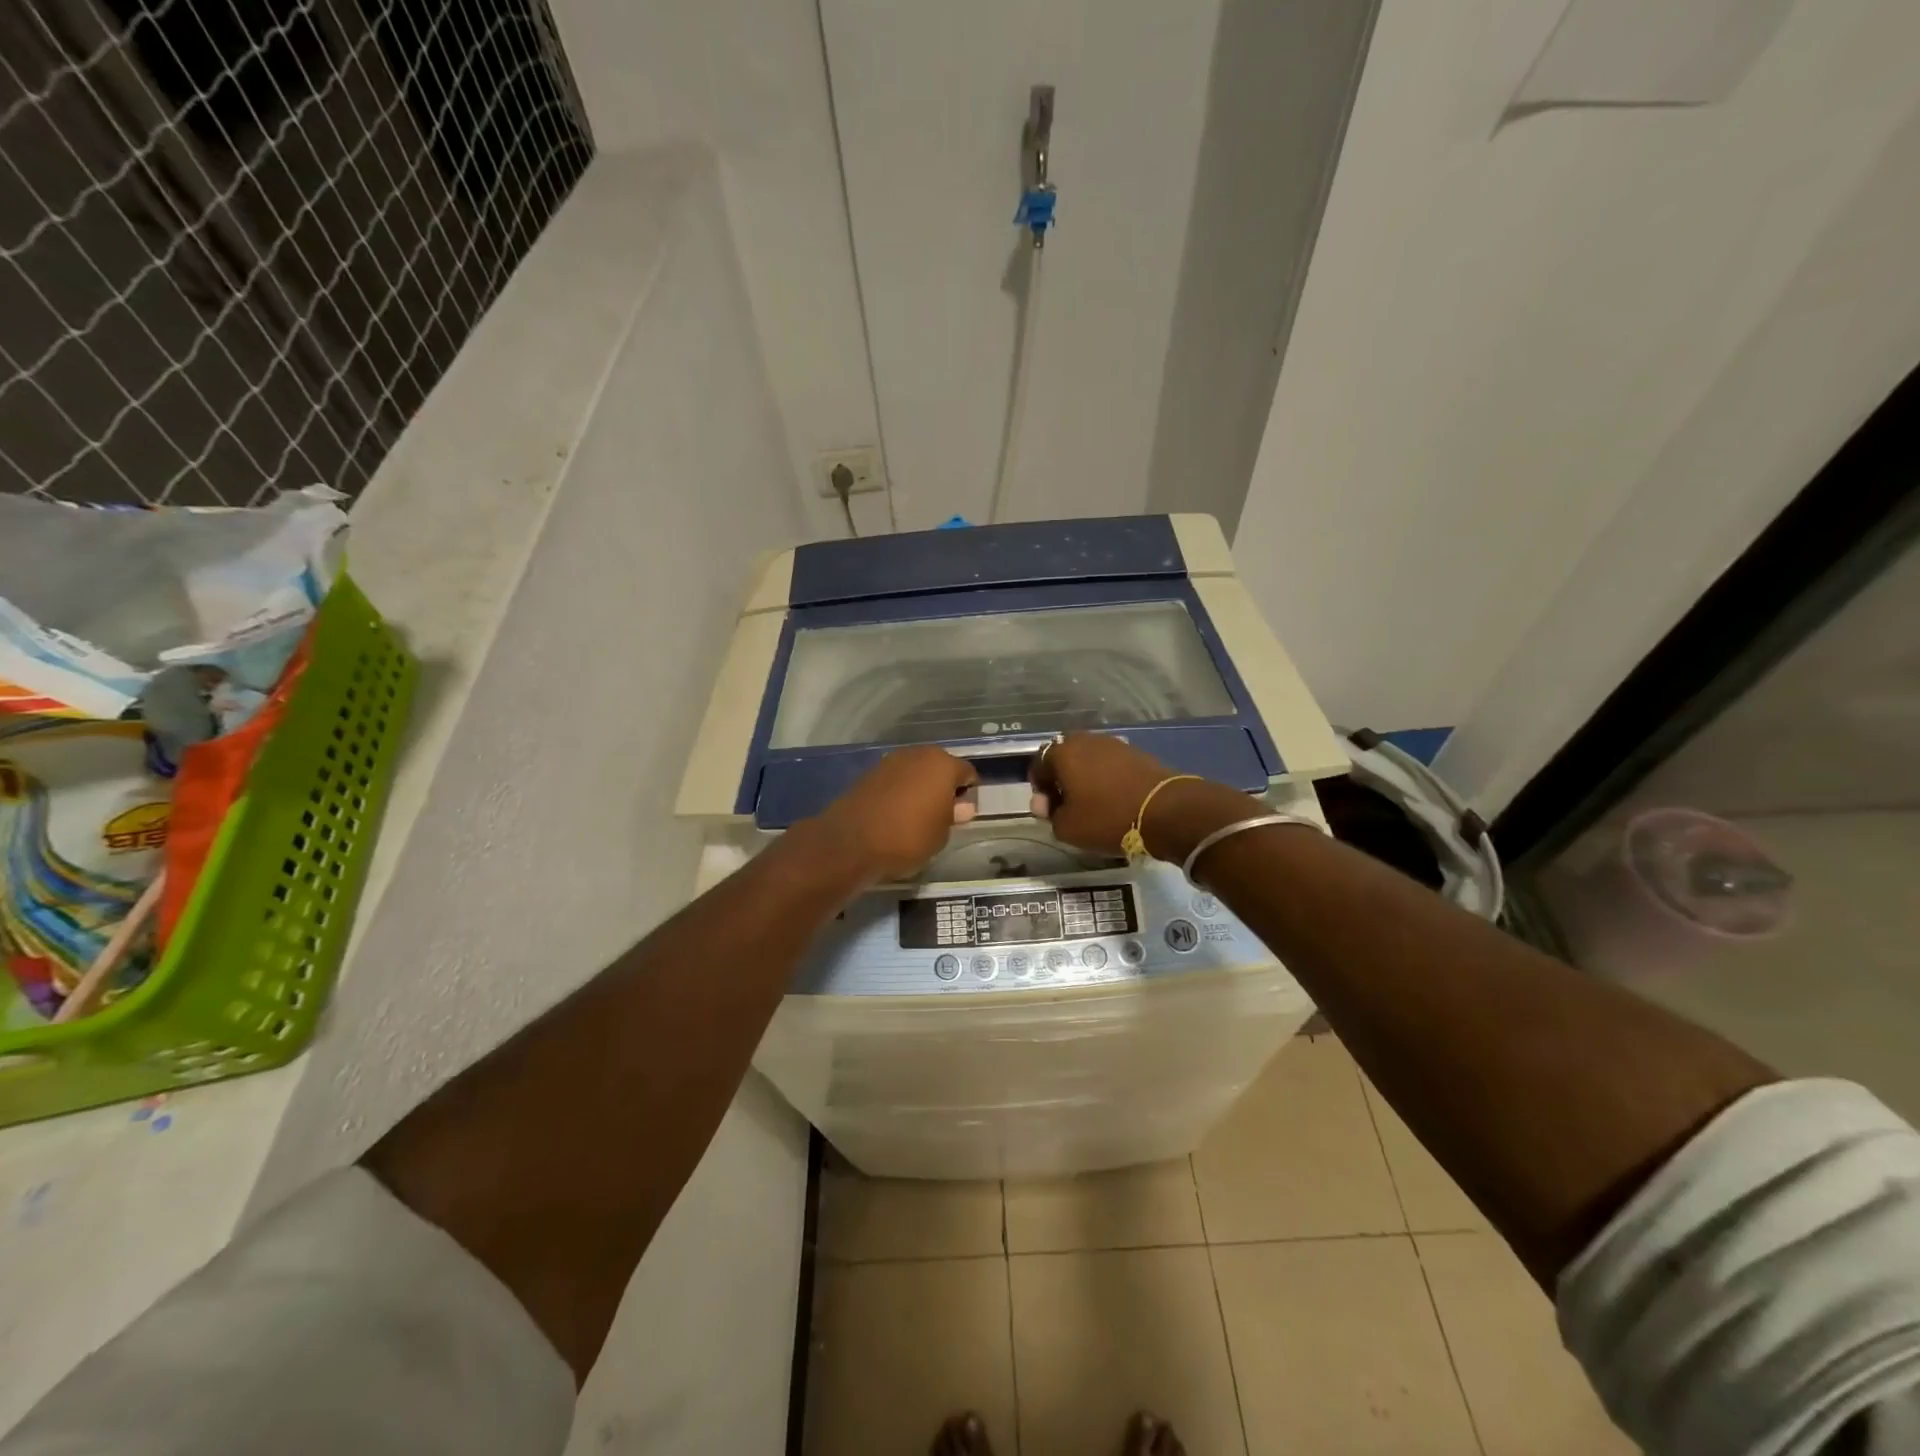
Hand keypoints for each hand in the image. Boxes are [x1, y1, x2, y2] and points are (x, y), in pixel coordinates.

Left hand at [811, 746, 979, 881]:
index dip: (969, 793)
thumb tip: (962, 806)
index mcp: (942, 764)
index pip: (967, 772)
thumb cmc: (908, 838)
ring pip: (915, 771)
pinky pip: (895, 780)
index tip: (963, 814)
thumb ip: (953, 816)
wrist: (851, 842)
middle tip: (942, 814)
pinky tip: (896, 814)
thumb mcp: (940, 835)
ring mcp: (890, 761)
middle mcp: (917, 754)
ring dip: (920, 787)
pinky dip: (899, 791)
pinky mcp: (868, 773)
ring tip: (918, 815)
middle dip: (943, 786)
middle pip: (939, 766)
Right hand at [1030, 732, 1252, 861]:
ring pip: (1088, 759)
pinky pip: (1110, 763)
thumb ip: (1050, 814)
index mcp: (1063, 753)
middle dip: (1062, 779)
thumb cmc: (1108, 818)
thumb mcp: (1069, 828)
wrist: (1168, 810)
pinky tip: (1114, 799)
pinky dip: (1106, 778)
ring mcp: (1114, 744)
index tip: (1049, 810)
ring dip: (1085, 777)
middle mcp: (1086, 740)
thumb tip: (1046, 804)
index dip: (1039, 789)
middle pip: (1064, 757)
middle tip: (1068, 805)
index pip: (1038, 765)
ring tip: (1092, 803)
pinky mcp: (1136, 752)